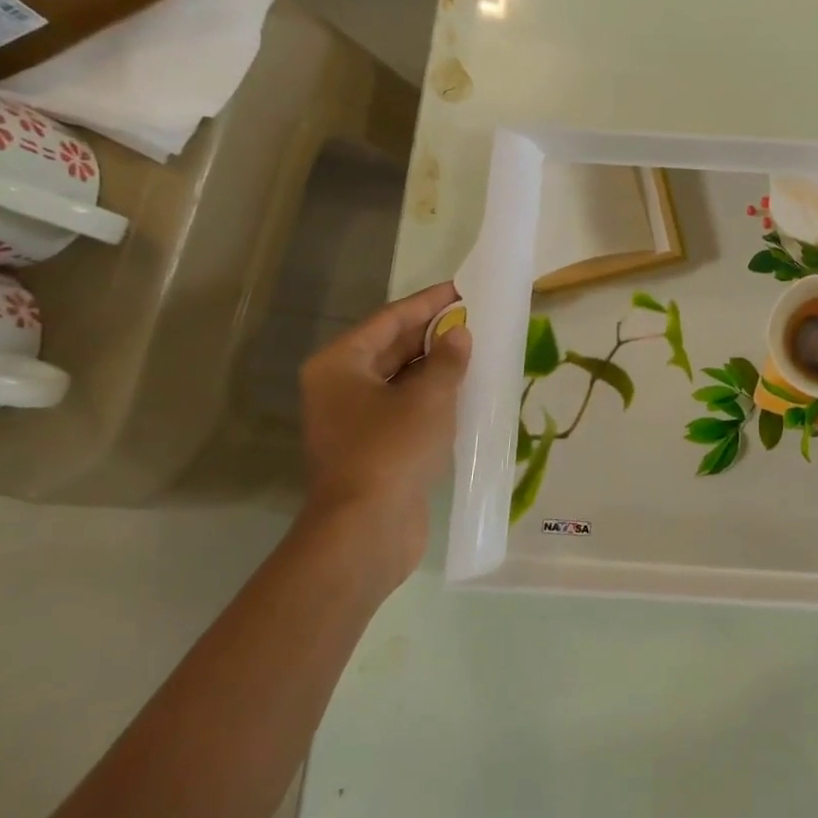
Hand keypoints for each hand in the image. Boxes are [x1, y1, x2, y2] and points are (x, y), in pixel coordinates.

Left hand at [297, 283, 469, 591]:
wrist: (366, 529)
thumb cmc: (391, 449)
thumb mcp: (428, 397)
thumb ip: (447, 359)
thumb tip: (458, 335)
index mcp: (340, 364)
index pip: (390, 319)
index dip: (429, 302)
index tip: (461, 289)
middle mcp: (340, 386)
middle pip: (392, 347)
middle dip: (433, 333)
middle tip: (475, 318)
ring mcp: (355, 419)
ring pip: (401, 379)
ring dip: (436, 366)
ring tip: (477, 349)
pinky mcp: (373, 446)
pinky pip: (406, 407)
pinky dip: (433, 396)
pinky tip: (465, 390)